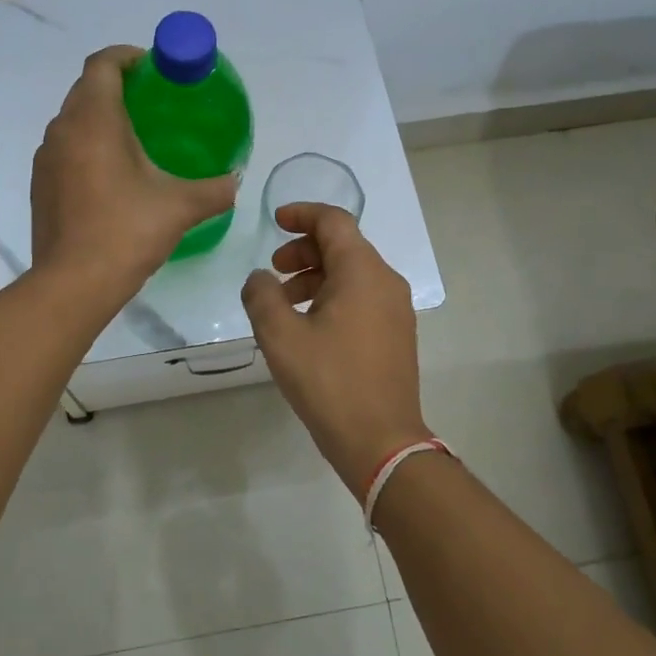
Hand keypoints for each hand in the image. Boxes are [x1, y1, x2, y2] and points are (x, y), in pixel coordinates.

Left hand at [31, 46, 239, 301]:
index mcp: (93, 120)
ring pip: (73, 120)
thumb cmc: (126, 231)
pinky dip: (87, 146)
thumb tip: (234, 180)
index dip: (127, 56)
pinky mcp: (40, 185)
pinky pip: (65, 149)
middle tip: (154, 103)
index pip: (103, 64)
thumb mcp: (181, 207)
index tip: (154, 68)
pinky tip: (112, 175)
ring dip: (101, 118)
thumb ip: (215, 189)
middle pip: (86, 88)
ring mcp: (46, 158)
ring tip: (136, 138)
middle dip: (118, 86)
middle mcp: (63, 130)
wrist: (73, 283)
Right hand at [241, 203, 431, 494]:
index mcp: (362, 272)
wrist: (381, 441)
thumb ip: (262, 296)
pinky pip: (362, 297)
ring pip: (352, 273)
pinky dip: (333, 296)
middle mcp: (385, 281)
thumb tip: (259, 278)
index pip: (334, 222)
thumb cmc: (329, 382)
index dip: (302, 214)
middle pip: (344, 245)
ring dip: (316, 276)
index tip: (275, 221)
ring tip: (284, 303)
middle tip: (273, 270)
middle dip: (304, 250)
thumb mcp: (281, 336)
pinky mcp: (396, 333)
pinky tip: (308, 325)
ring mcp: (396, 309)